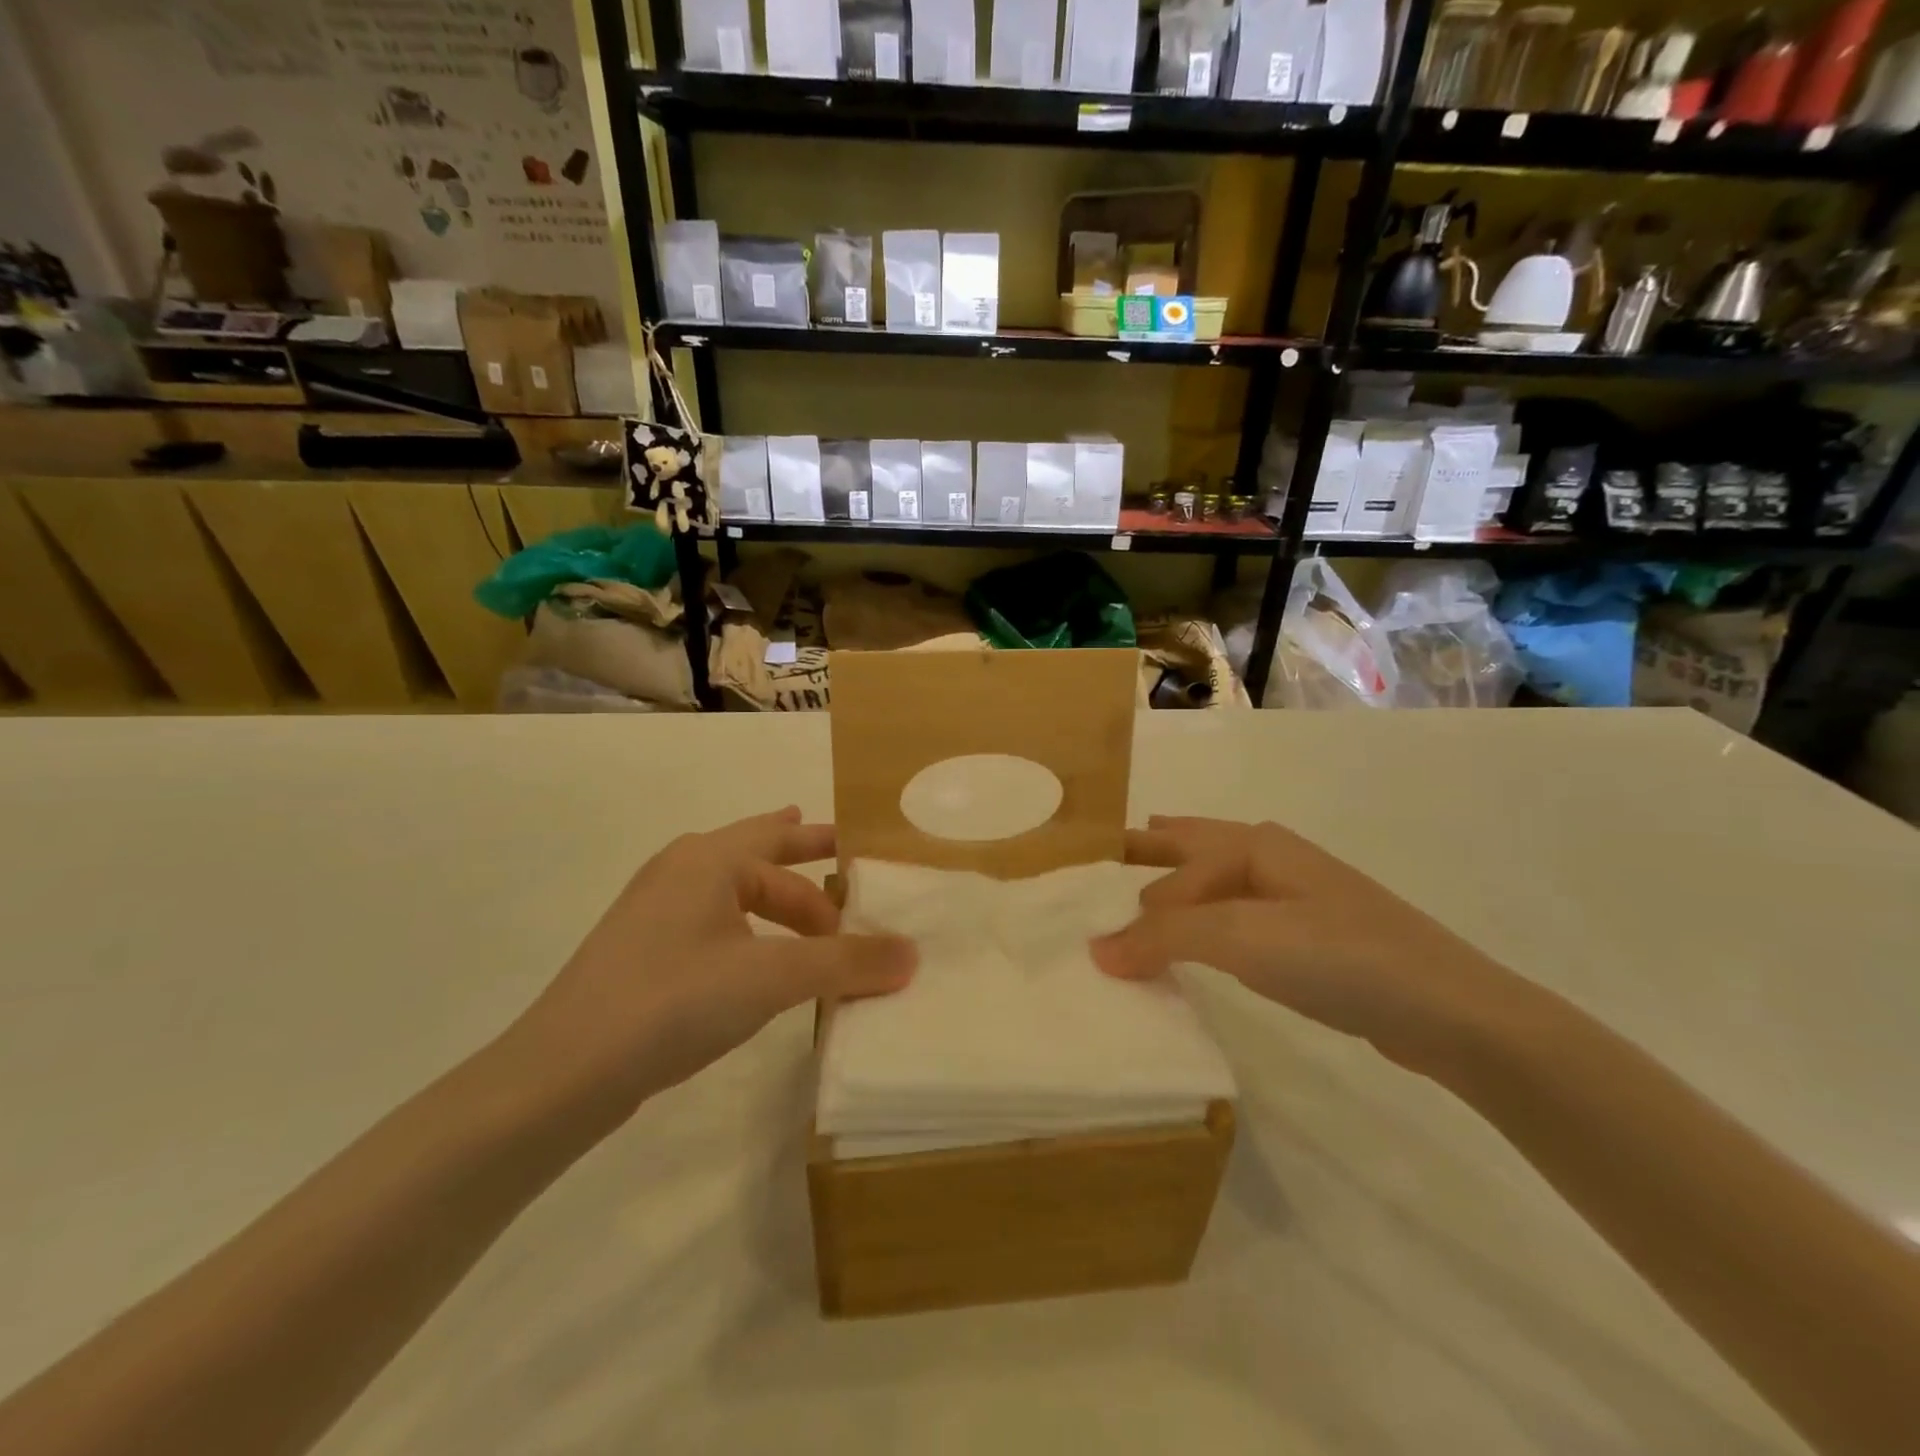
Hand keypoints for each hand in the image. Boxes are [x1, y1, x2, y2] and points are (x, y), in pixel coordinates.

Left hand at [510, 809, 915, 1121]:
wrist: (561, 1075)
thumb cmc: (673, 1001)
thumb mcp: (771, 977)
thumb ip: (845, 962)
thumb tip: (912, 953)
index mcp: (707, 860)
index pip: (781, 841)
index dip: (827, 845)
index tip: (862, 850)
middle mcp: (679, 874)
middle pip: (755, 855)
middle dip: (800, 859)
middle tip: (844, 861)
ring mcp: (654, 915)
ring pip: (732, 893)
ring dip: (776, 900)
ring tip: (812, 915)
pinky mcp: (643, 956)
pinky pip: (714, 926)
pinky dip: (751, 930)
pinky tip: (761, 959)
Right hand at [1092, 816, 1526, 1077]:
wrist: (1449, 1012)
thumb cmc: (1338, 955)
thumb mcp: (1241, 937)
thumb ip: (1163, 937)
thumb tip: (1095, 949)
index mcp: (1254, 845)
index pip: (1172, 870)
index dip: (1132, 901)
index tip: (1094, 939)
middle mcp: (1272, 860)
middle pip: (1193, 848)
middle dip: (1150, 853)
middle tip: (1104, 859)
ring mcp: (1296, 898)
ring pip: (1216, 883)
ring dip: (1177, 889)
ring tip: (1141, 889)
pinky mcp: (1312, 939)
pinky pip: (1237, 919)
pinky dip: (1206, 924)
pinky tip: (1203, 940)